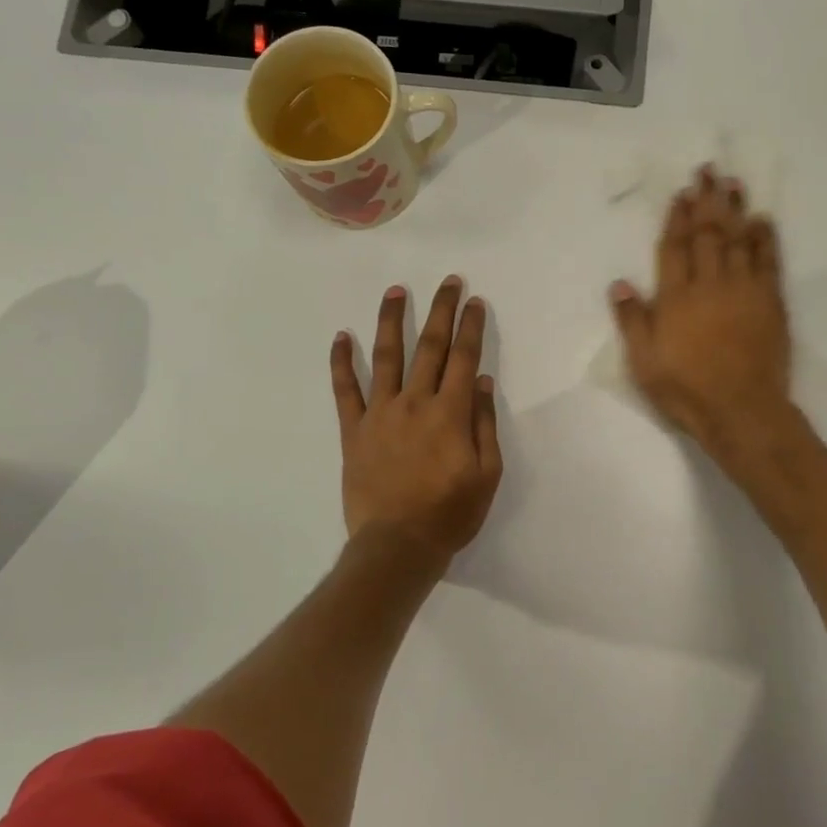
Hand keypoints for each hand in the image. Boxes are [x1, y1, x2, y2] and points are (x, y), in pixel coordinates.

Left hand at [331, 277, 503, 565]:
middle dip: (440, 311)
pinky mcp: (354, 430)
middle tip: (447, 281)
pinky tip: (340, 337)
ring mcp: (380, 414)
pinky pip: (345, 391)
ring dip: (391, 321)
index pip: (462, 357)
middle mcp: (414, 402)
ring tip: (395, 292)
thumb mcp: (486, 473)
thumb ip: (483, 423)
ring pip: (386, 358)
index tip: (474, 300)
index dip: (470, 326)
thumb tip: (479, 379)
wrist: (398, 545)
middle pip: (429, 347)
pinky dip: (341, 363)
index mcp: (449, 412)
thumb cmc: (450, 513)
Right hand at [611, 167, 797, 464]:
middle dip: (707, 201)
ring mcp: (743, 290)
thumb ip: (632, 320)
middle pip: (707, 234)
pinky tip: (763, 221)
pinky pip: (768, 261)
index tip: (682, 193)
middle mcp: (709, 284)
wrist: (741, 411)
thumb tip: (619, 283)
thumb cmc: (685, 389)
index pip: (675, 247)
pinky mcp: (770, 303)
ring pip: (738, 239)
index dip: (677, 217)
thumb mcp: (644, 361)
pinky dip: (765, 238)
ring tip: (734, 183)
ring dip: (735, 210)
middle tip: (710, 171)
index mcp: (676, 297)